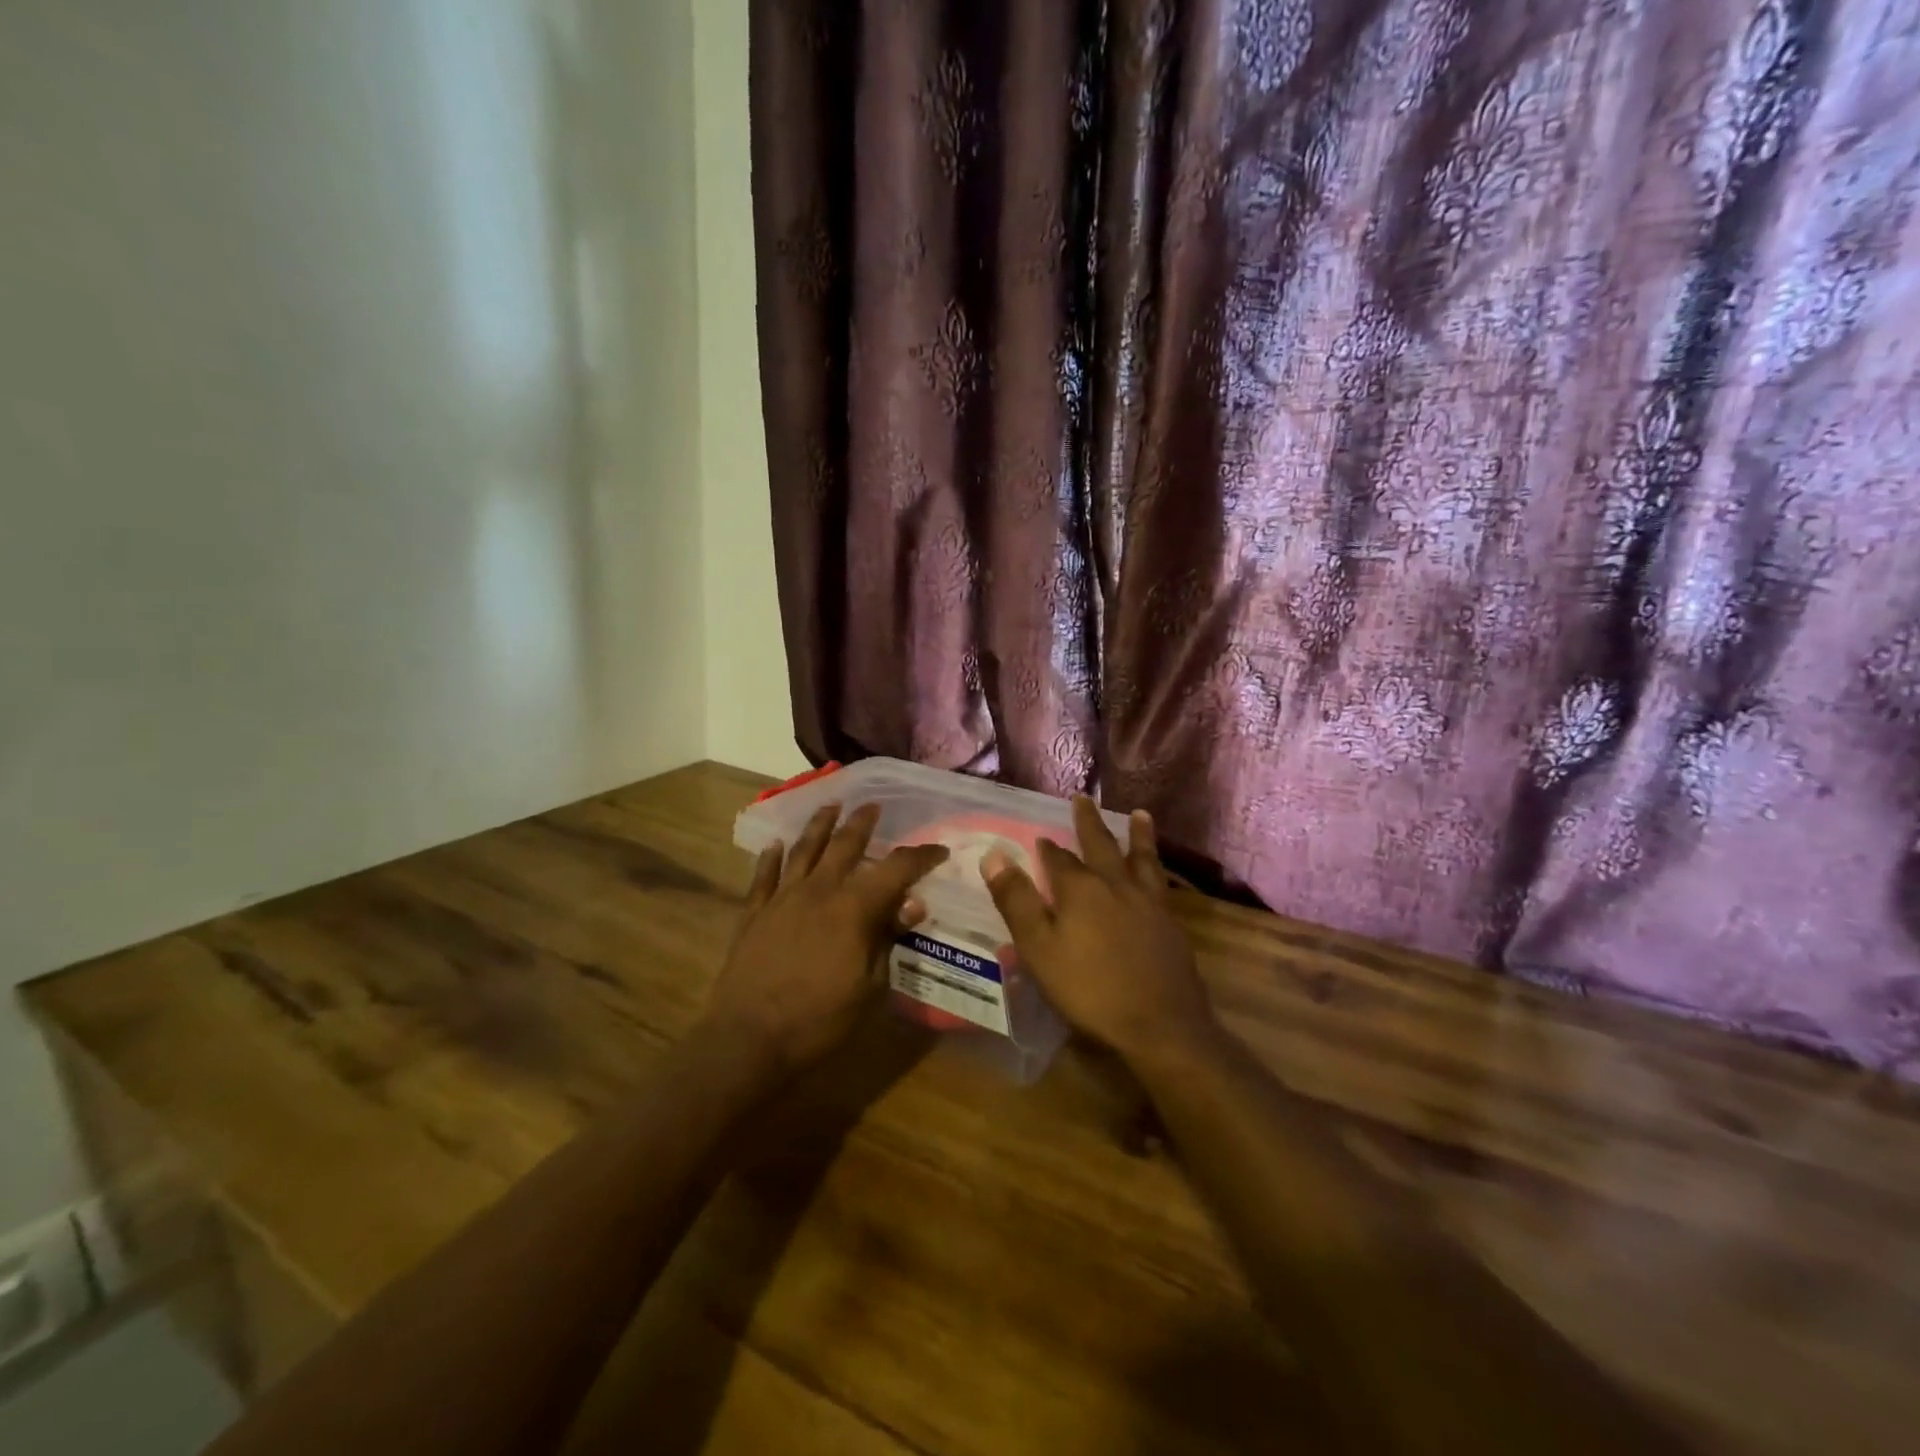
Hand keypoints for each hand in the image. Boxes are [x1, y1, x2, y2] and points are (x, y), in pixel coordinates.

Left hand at [705, 803, 948, 1076]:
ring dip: (819, 825)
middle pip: (844, 845)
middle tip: (873, 806)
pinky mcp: (753, 914)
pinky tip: (774, 845)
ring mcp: (782, 899)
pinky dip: (770, 858)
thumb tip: (912, 904)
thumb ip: (889, 939)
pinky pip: (763, 877)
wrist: (748, 1039)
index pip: (896, 869)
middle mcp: (818, 891)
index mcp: (853, 908)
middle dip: (863, 823)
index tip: (938, 851)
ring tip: (830, 805)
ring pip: (803, 850)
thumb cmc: (819, 1020)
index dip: (920, 856)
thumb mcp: (871, 987)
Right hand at [982, 797, 1215, 1066]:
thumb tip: (994, 855)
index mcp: (1080, 889)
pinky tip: (1157, 873)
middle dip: (1089, 823)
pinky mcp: (1170, 924)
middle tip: (1084, 799)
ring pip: (1141, 858)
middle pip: (1101, 845)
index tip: (1041, 838)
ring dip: (1138, 835)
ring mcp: (1148, 903)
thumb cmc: (1089, 989)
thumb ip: (1017, 900)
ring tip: (1140, 814)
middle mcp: (1116, 885)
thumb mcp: (1039, 948)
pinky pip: (1160, 882)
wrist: (1159, 1025)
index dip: (1047, 849)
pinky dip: (1156, 867)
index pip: (1059, 859)